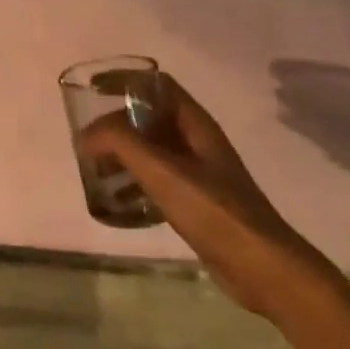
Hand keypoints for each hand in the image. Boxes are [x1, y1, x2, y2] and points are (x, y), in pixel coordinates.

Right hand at [78, 74, 344, 319]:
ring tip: (95, 171)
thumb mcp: (162, 170)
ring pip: (152, 150)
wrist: (262, 267)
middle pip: (150, 118)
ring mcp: (199, 173)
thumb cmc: (213, 210)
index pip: (157, 85)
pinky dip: (134, 182)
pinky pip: (158, 180)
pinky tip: (119, 202)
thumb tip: (87, 134)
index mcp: (195, 124)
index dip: (125, 80)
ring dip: (122, 155)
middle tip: (87, 141)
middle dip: (116, 124)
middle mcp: (198, 142)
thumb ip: (121, 143)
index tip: (92, 89)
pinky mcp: (197, 202)